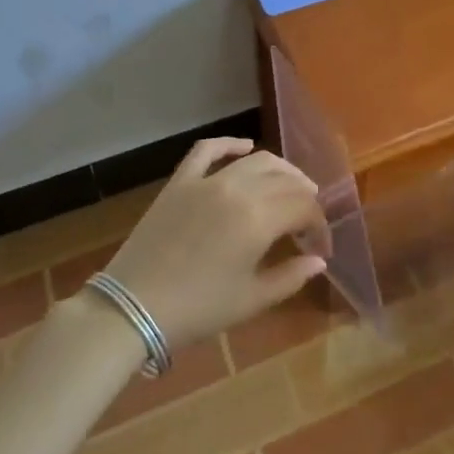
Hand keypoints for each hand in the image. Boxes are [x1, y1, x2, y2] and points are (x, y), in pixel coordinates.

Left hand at [98, 138, 328, 350]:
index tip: (320, 248)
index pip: (305, 207)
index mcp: (259, 219)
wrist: (133, 307)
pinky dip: (230, 144)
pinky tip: (245, 146)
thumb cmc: (198, 308)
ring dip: (280, 170)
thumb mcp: (251, 300)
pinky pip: (208, 150)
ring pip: (256, 160)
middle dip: (304, 198)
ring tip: (290, 186)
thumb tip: (319, 260)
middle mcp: (238, 188)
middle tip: (307, 221)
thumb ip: (291, 277)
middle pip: (285, 180)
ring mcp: (207, 180)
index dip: (319, 226)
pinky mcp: (180, 181)